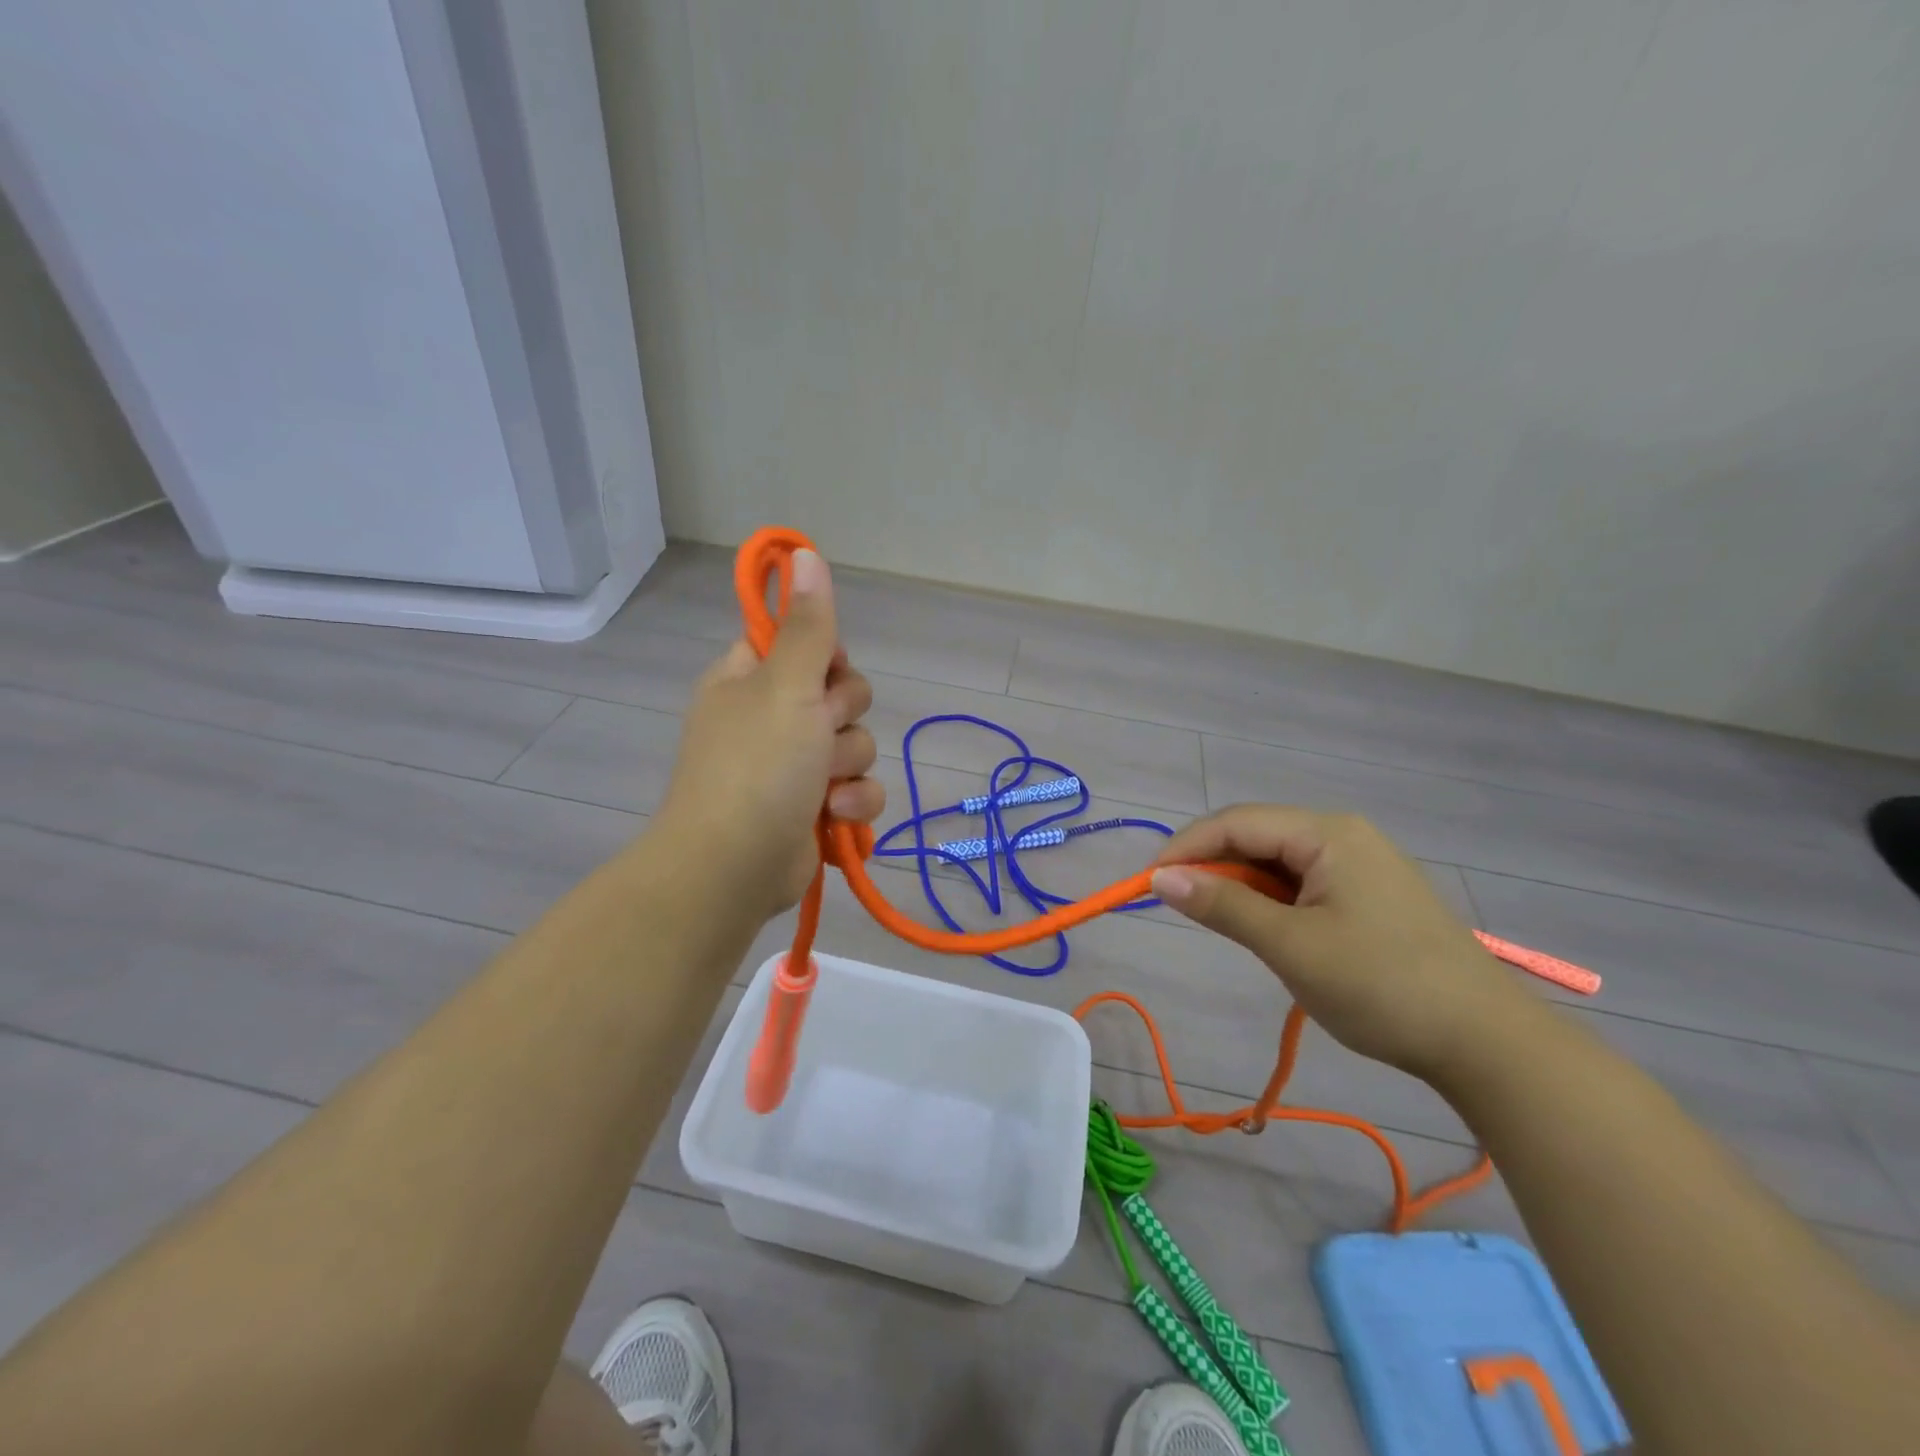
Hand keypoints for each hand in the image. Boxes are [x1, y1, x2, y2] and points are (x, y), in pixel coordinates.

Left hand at [654, 550, 885, 920]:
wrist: (734, 868)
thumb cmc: (756, 766)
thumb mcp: (786, 685)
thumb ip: (808, 625)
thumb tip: (804, 552)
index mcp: (749, 679)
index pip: (799, 642)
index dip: (824, 655)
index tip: (825, 671)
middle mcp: (770, 717)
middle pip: (840, 693)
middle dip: (843, 717)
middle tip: (820, 731)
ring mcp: (792, 766)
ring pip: (855, 744)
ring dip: (849, 767)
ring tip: (822, 789)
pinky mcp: (814, 807)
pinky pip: (858, 789)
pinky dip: (853, 804)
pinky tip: (835, 817)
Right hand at [1151, 806, 1535, 1081]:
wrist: (1486, 1043)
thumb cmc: (1382, 986)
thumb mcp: (1291, 946)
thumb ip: (1223, 905)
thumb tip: (1159, 878)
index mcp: (1328, 833)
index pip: (1237, 822)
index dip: (1186, 847)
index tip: (1147, 883)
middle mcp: (1343, 835)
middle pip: (1257, 836)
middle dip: (1211, 865)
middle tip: (1176, 903)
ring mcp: (1361, 865)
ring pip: (1277, 862)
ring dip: (1240, 885)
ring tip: (1216, 920)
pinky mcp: (1369, 895)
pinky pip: (1302, 883)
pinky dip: (1270, 901)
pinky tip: (1263, 928)